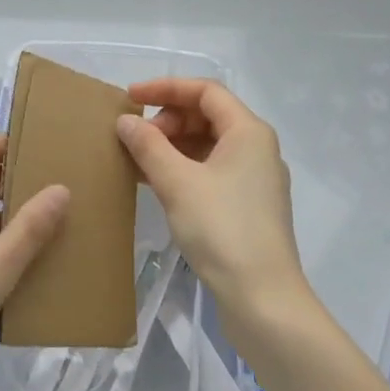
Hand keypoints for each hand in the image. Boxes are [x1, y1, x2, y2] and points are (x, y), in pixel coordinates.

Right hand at [115, 80, 307, 327]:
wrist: (263, 302)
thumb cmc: (222, 230)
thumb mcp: (178, 183)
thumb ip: (148, 146)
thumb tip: (125, 121)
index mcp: (249, 132)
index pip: (205, 91)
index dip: (165, 88)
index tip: (130, 97)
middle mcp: (257, 148)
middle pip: (207, 116)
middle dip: (168, 120)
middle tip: (136, 138)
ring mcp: (255, 179)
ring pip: (208, 145)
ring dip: (172, 146)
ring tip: (137, 160)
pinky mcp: (248, 206)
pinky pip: (211, 171)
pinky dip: (183, 169)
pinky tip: (155, 183)